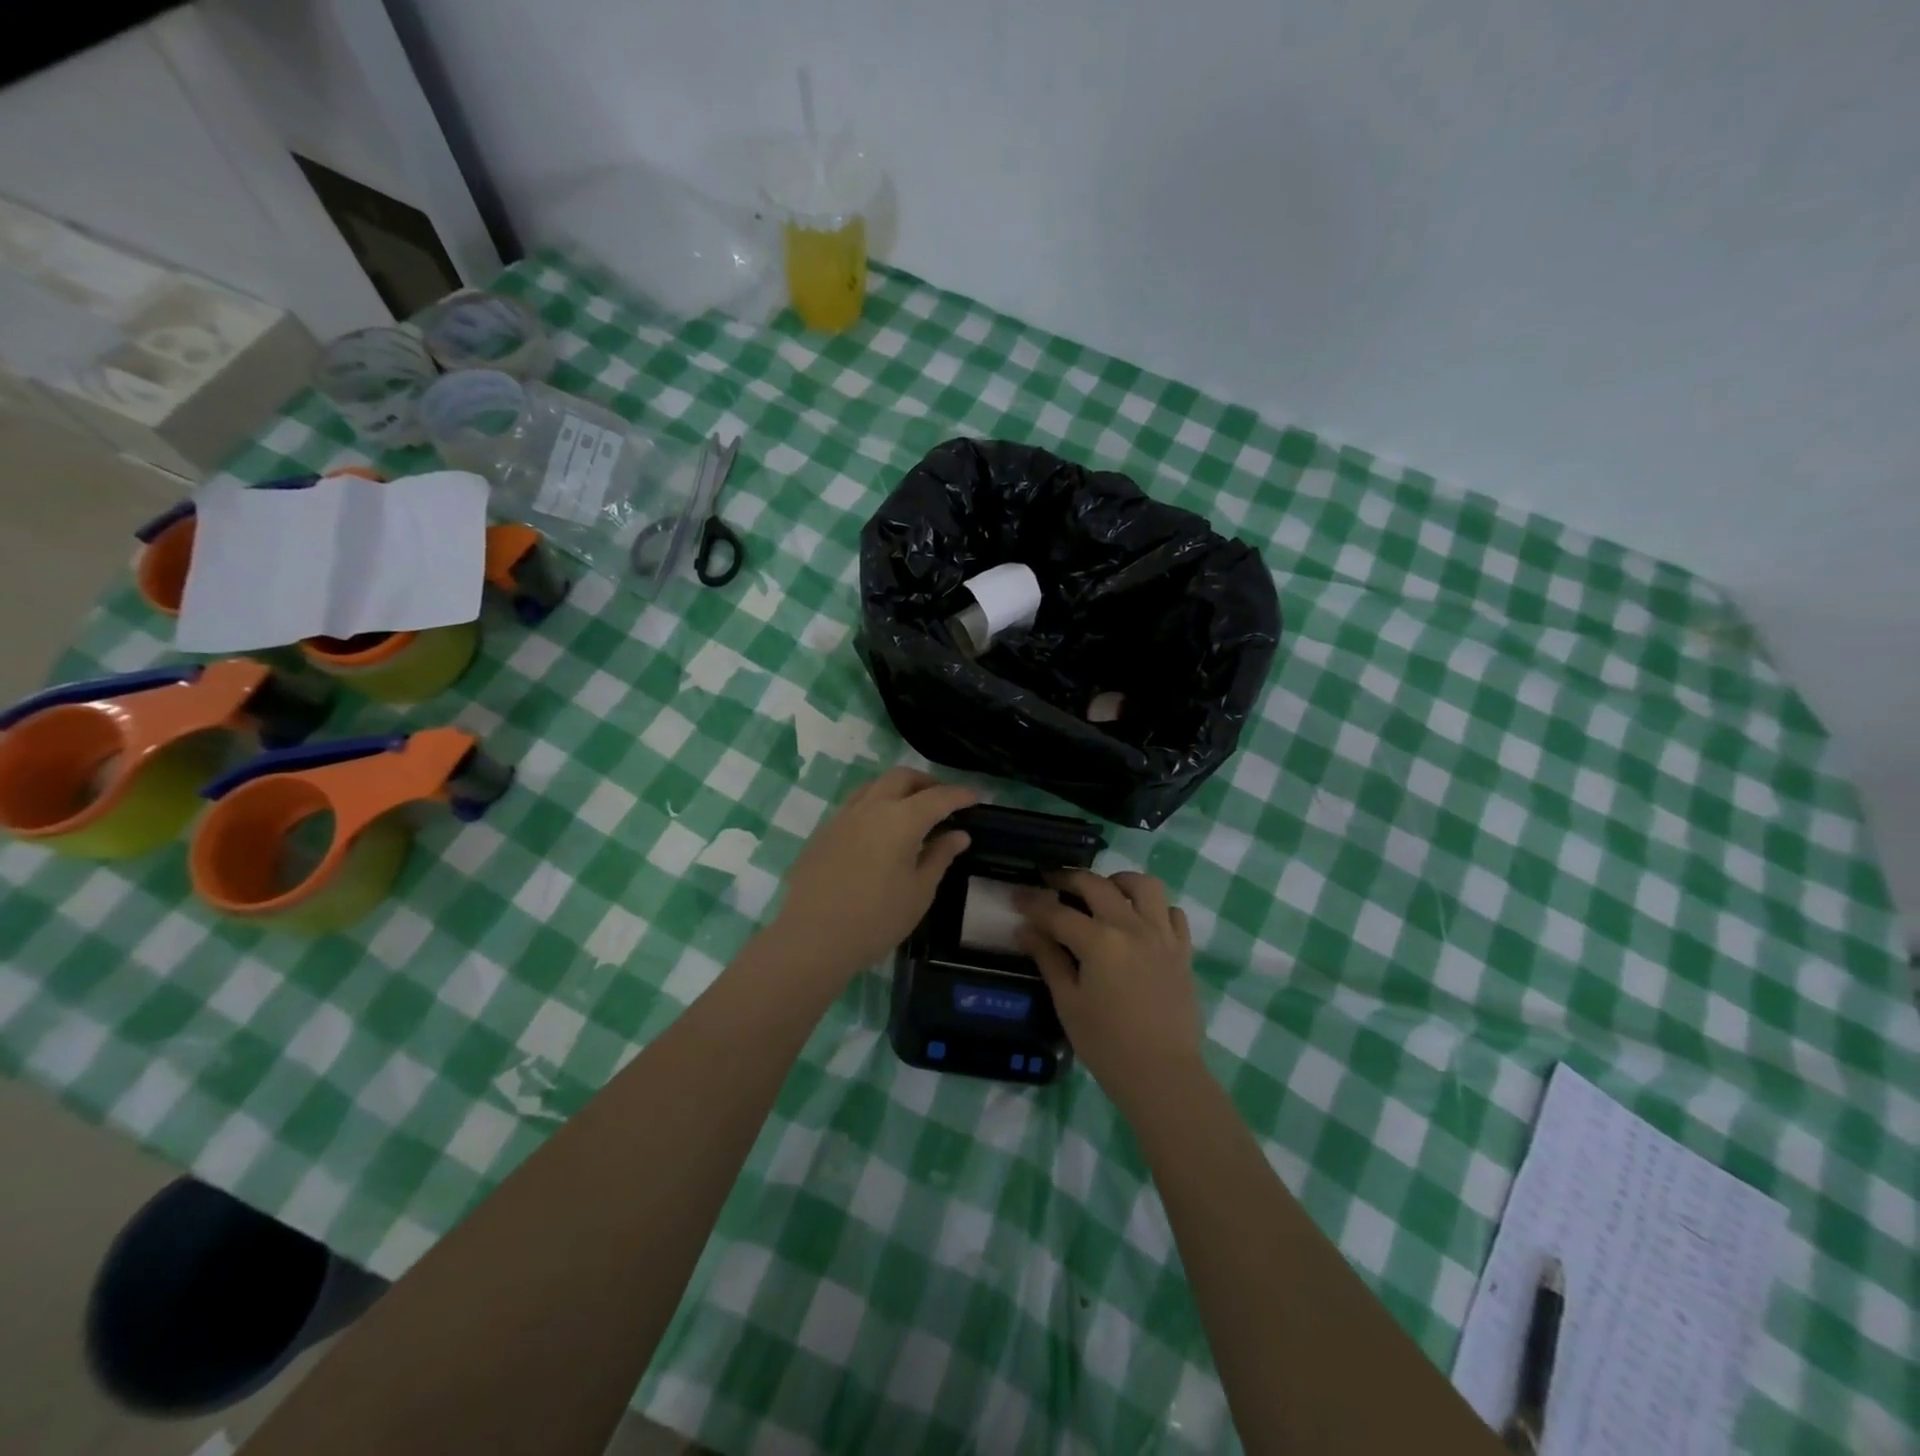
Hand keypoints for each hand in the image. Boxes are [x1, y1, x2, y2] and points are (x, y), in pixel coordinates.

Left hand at [772, 768, 976, 981]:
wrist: (814, 938)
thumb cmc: (876, 919)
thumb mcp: (919, 891)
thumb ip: (940, 856)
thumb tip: (958, 835)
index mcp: (901, 819)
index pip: (938, 797)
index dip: (960, 794)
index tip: (976, 797)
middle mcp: (871, 807)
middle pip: (902, 777)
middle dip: (927, 782)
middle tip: (943, 799)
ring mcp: (843, 816)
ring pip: (874, 785)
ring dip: (897, 789)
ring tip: (910, 809)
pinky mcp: (823, 831)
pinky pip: (854, 805)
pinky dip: (874, 805)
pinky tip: (878, 830)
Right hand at [1016, 871, 1201, 1106]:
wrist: (1163, 1075)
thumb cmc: (1106, 1044)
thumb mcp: (1068, 1002)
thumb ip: (1048, 958)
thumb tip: (1025, 929)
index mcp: (1099, 941)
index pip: (1057, 912)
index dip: (1032, 902)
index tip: (1017, 895)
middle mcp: (1131, 927)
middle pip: (1096, 885)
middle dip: (1068, 879)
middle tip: (1051, 884)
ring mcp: (1162, 935)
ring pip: (1143, 885)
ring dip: (1118, 881)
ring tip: (1104, 891)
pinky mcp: (1183, 950)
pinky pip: (1172, 912)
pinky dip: (1155, 908)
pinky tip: (1140, 920)